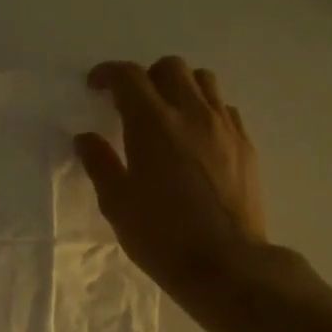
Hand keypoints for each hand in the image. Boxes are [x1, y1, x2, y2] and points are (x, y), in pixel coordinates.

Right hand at [75, 57, 268, 295]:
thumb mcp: (117, 204)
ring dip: (180, 87)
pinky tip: (196, 138)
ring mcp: (224, 127)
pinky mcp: (246, 145)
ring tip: (168, 115)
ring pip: (204, 81)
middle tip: (131, 103)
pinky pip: (225, 109)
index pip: (129, 77)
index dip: (108, 74)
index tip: (95, 85)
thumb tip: (85, 138)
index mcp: (153, 124)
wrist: (225, 263)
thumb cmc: (161, 236)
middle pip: (170, 68)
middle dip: (146, 77)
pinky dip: (206, 110)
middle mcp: (192, 113)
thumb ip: (100, 164)